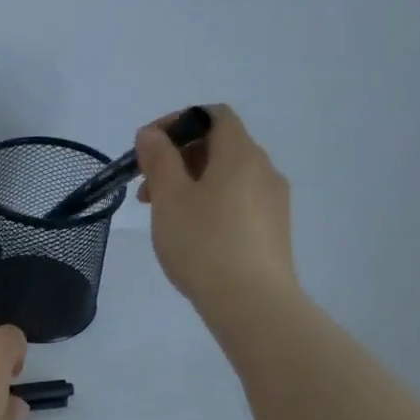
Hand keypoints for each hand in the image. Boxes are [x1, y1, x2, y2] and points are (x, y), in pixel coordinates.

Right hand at [136, 103, 297, 318]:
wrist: (253, 304)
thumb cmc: (204, 243)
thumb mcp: (170, 197)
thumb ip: (158, 159)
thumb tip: (152, 134)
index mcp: (241, 154)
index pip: (213, 115)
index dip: (178, 122)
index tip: (148, 147)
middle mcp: (264, 170)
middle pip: (219, 146)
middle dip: (178, 158)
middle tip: (146, 188)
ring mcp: (273, 202)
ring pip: (227, 176)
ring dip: (191, 183)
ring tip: (163, 215)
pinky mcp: (273, 230)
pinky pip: (237, 201)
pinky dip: (210, 203)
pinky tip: (191, 234)